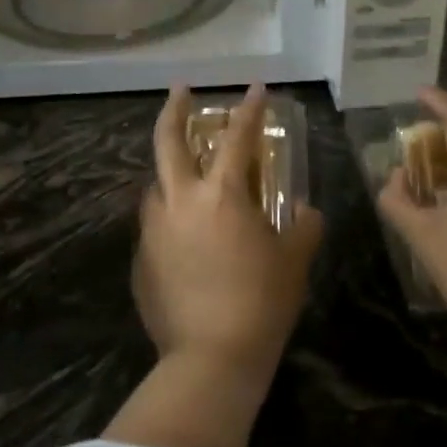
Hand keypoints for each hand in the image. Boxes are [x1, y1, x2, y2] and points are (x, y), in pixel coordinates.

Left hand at [133, 84, 324, 370]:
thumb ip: (305, 227)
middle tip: (180, 92)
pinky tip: (185, 242)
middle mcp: (180, 202)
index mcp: (220, 195)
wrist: (211, 358)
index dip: (250, 109)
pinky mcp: (141, 262)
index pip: (237, 137)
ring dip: (170, 174)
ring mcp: (154, 231)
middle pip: (167, 141)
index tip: (256, 88)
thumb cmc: (262, 302)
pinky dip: (169, 221)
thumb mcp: (295, 261)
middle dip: (175, 110)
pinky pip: (154, 228)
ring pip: (155, 186)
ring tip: (187, 180)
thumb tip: (304, 211)